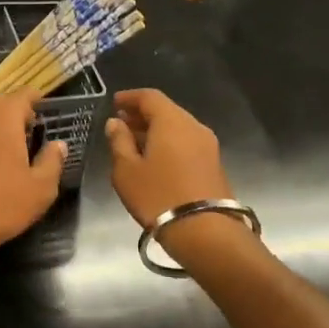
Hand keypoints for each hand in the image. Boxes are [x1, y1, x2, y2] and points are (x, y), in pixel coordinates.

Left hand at [0, 93, 65, 271]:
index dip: (37, 99)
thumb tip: (58, 144)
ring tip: (19, 145)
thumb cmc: (2, 203)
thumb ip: (52, 161)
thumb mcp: (40, 187)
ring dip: (2, 127)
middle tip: (36, 128)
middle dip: (19, 112)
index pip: (23, 95)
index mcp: (4, 118)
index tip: (48, 107)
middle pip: (2, 105)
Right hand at [104, 89, 233, 226]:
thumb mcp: (126, 170)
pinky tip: (154, 159)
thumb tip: (115, 122)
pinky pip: (186, 143)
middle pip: (166, 110)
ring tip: (134, 143)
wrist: (205, 231)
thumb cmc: (158, 196)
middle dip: (142, 115)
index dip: (130, 97)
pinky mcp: (214, 163)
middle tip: (122, 124)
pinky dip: (168, 143)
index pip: (150, 97)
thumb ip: (119, 141)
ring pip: (177, 127)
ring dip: (155, 131)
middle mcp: (193, 126)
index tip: (114, 103)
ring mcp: (208, 145)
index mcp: (171, 121)